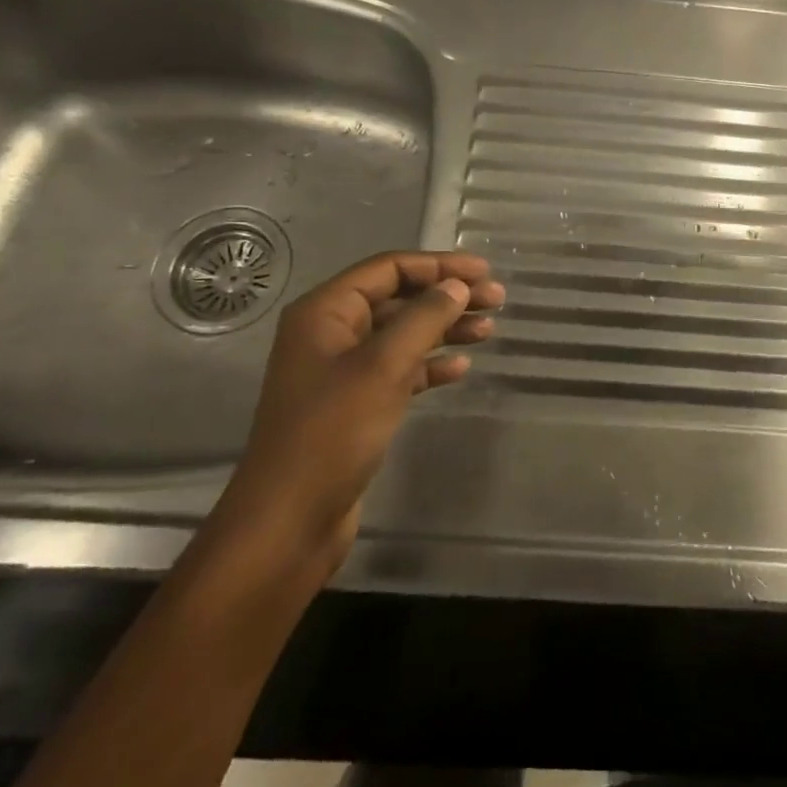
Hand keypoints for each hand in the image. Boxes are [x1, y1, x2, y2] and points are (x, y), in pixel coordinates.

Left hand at [213, 251, 504, 571]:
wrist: (290, 521)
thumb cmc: (332, 433)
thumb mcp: (383, 367)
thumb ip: (423, 319)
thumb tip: (456, 286)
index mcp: (325, 312)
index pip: (389, 269)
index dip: (439, 265)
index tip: (484, 272)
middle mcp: (331, 333)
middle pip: (398, 298)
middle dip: (446, 296)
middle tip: (497, 299)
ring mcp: (342, 371)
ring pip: (402, 334)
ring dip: (444, 328)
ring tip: (488, 330)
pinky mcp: (355, 404)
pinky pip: (399, 370)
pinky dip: (430, 364)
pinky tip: (460, 369)